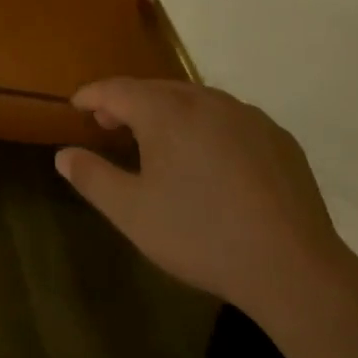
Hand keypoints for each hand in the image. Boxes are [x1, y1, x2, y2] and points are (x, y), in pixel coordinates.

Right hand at [55, 79, 357, 327]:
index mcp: (168, 113)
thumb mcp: (132, 213)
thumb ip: (92, 177)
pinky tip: (210, 159)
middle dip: (128, 102)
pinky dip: (207, 126)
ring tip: (157, 140)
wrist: (293, 268)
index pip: (118, 89)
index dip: (93, 95)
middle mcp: (207, 101)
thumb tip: (64, 154)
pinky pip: (230, 119)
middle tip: (110, 125)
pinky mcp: (278, 137)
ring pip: (196, 100)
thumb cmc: (201, 236)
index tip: (76, 105)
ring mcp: (248, 116)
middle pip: (157, 89)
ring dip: (169, 112)